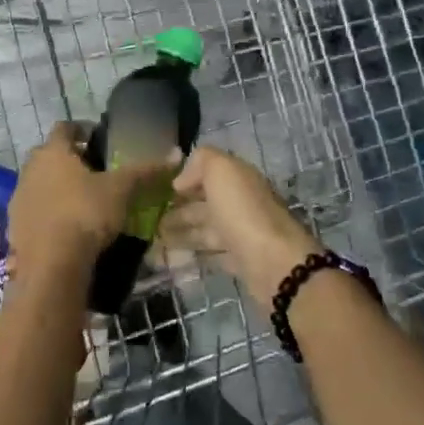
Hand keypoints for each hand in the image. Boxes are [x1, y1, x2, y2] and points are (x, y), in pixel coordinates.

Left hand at [7, 123, 177, 287]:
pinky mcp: (14, 227)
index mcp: (53, 152)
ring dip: (57, 187)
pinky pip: (34, 211)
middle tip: (94, 172)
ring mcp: (19, 199)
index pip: (64, 128)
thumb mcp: (121, 190)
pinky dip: (49, 214)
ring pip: (40, 184)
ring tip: (82, 201)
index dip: (82, 130)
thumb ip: (146, 171)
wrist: (51, 265)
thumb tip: (176, 155)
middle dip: (69, 160)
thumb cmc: (85, 214)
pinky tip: (67, 228)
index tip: (98, 139)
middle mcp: (30, 169)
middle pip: (49, 156)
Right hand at [163, 146, 322, 309]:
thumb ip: (201, 161)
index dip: (186, 178)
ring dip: (181, 232)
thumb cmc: (243, 211)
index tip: (159, 189)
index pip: (210, 174)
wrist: (273, 262)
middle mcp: (241, 204)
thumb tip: (182, 180)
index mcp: (239, 179)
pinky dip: (193, 254)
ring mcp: (242, 234)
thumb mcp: (221, 170)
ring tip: (154, 239)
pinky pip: (211, 255)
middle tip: (149, 220)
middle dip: (178, 209)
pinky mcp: (240, 262)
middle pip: (205, 204)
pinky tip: (173, 258)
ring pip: (206, 230)